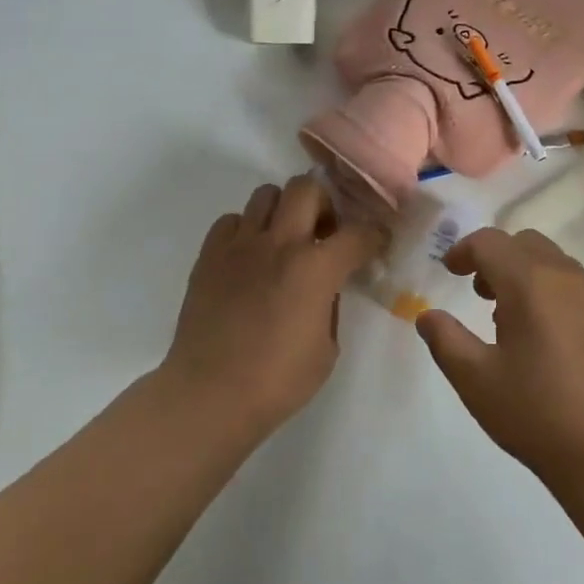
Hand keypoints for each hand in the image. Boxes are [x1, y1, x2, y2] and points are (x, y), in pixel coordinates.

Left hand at [162, 176, 382, 437]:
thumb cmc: (276, 382)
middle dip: (323, 203)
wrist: (208, 395)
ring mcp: (241, 244)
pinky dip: (245, 230)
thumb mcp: (326, 349)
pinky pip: (231, 220)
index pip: (358, 233)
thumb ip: (330, 305)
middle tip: (323, 231)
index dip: (374, 236)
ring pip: (266, 194)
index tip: (375, 243)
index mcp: (316, 268)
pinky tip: (248, 257)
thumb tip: (325, 287)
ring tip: (283, 240)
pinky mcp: (209, 254)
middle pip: (307, 187)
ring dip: (283, 211)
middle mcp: (280, 243)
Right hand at [416, 227, 583, 491]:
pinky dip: (553, 291)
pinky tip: (548, 337)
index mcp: (529, 282)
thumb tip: (427, 316)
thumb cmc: (537, 415)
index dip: (464, 250)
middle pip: (524, 243)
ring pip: (554, 261)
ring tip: (512, 317)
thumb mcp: (476, 381)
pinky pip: (577, 286)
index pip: (490, 242)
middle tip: (480, 292)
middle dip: (497, 257)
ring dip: (526, 272)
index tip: (450, 272)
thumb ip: (445, 340)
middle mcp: (565, 277)